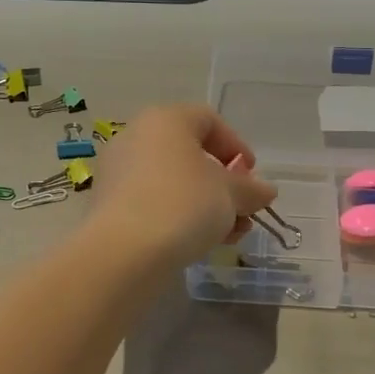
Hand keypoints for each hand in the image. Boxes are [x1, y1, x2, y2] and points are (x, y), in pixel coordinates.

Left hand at [92, 105, 277, 269]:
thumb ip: (250, 189)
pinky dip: (178, 217)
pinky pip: (153, 203)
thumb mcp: (229, 195)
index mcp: (165, 120)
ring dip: (206, 206)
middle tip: (243, 211)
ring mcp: (118, 172)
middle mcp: (136, 138)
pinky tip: (199, 244)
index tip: (251, 176)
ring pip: (173, 183)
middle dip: (223, 185)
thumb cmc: (183, 205)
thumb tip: (265, 190)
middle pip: (190, 155)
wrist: (124, 252)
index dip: (235, 146)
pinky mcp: (109, 206)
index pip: (208, 120)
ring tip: (228, 235)